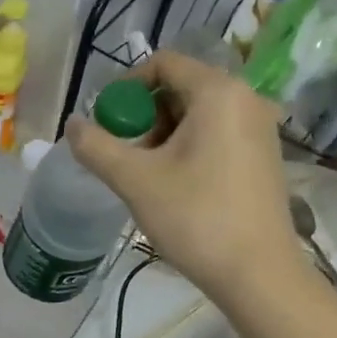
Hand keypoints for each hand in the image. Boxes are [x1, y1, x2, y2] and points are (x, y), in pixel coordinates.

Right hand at [67, 51, 303, 302]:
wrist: (258, 274)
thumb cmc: (195, 218)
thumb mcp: (135, 180)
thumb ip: (96, 146)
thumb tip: (72, 124)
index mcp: (218, 93)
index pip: (164, 63)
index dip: (126, 86)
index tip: (106, 121)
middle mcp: (246, 99)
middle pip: (180, 88)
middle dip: (143, 115)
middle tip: (124, 153)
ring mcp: (260, 128)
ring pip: (197, 114)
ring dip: (162, 134)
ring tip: (145, 174)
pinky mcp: (264, 156)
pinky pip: (216, 134)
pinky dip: (188, 147)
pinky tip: (174, 185)